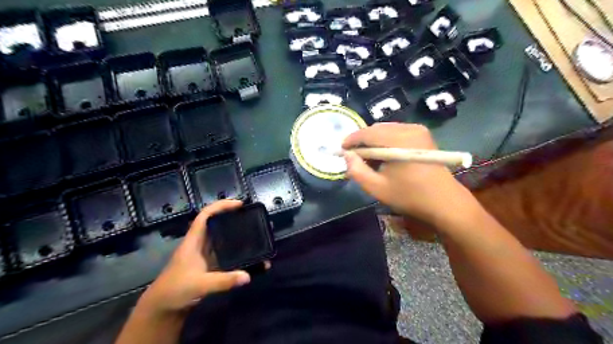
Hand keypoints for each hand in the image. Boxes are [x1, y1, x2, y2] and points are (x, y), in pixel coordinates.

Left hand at [139, 201, 250, 315]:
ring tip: (253, 232)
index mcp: (193, 241)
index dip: (221, 206)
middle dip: (232, 217)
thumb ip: (224, 281)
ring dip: (235, 233)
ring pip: (221, 237)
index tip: (239, 204)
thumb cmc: (175, 291)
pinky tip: (247, 254)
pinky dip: (236, 251)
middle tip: (251, 217)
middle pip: (216, 223)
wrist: (161, 309)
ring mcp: (204, 255)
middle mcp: (199, 244)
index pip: (205, 215)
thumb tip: (247, 276)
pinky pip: (224, 253)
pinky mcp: (208, 265)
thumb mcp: (200, 285)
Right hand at [343, 123, 475, 225]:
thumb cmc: (410, 196)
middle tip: (354, 157)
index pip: (367, 133)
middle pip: (376, 129)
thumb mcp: (377, 188)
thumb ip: (357, 171)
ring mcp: (418, 130)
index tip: (341, 150)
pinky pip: (396, 132)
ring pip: (385, 130)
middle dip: (362, 141)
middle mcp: (409, 129)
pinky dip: (385, 141)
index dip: (351, 140)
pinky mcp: (422, 134)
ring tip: (368, 159)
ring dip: (373, 141)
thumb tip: (347, 156)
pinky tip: (384, 156)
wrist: (444, 201)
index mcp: (399, 141)